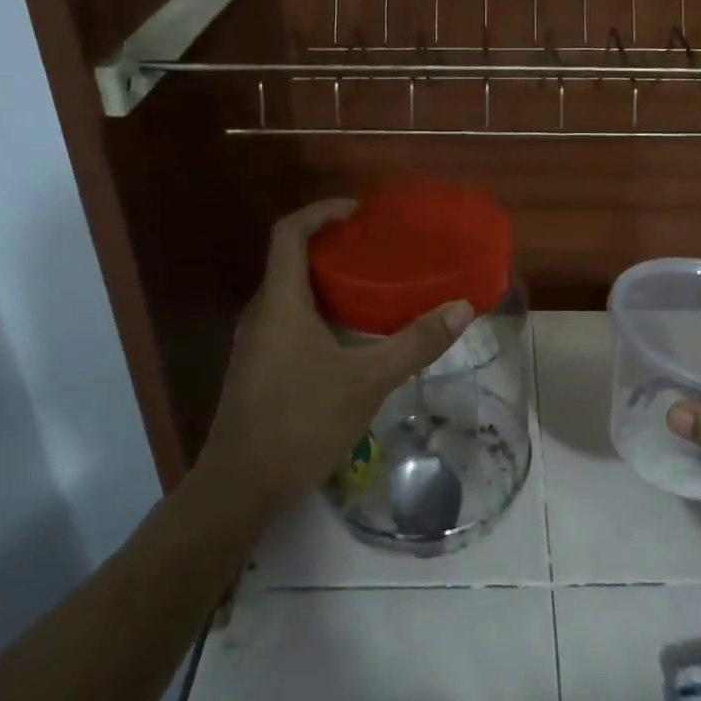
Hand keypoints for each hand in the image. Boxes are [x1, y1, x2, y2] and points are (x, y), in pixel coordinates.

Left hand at [198, 200, 472, 510]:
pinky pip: (288, 320)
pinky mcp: (257, 368)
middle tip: (377, 248)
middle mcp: (261, 313)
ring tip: (372, 287)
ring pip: (290, 293)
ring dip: (326, 281)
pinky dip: (319, 311)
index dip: (321, 211)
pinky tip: (349, 336)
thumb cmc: (299, 422)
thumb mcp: (367, 381)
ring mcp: (255, 343)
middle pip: (290, 259)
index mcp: (280, 301)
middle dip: (332, 246)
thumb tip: (462, 308)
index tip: (359, 212)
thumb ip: (415, 343)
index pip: (289, 232)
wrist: (238, 488)